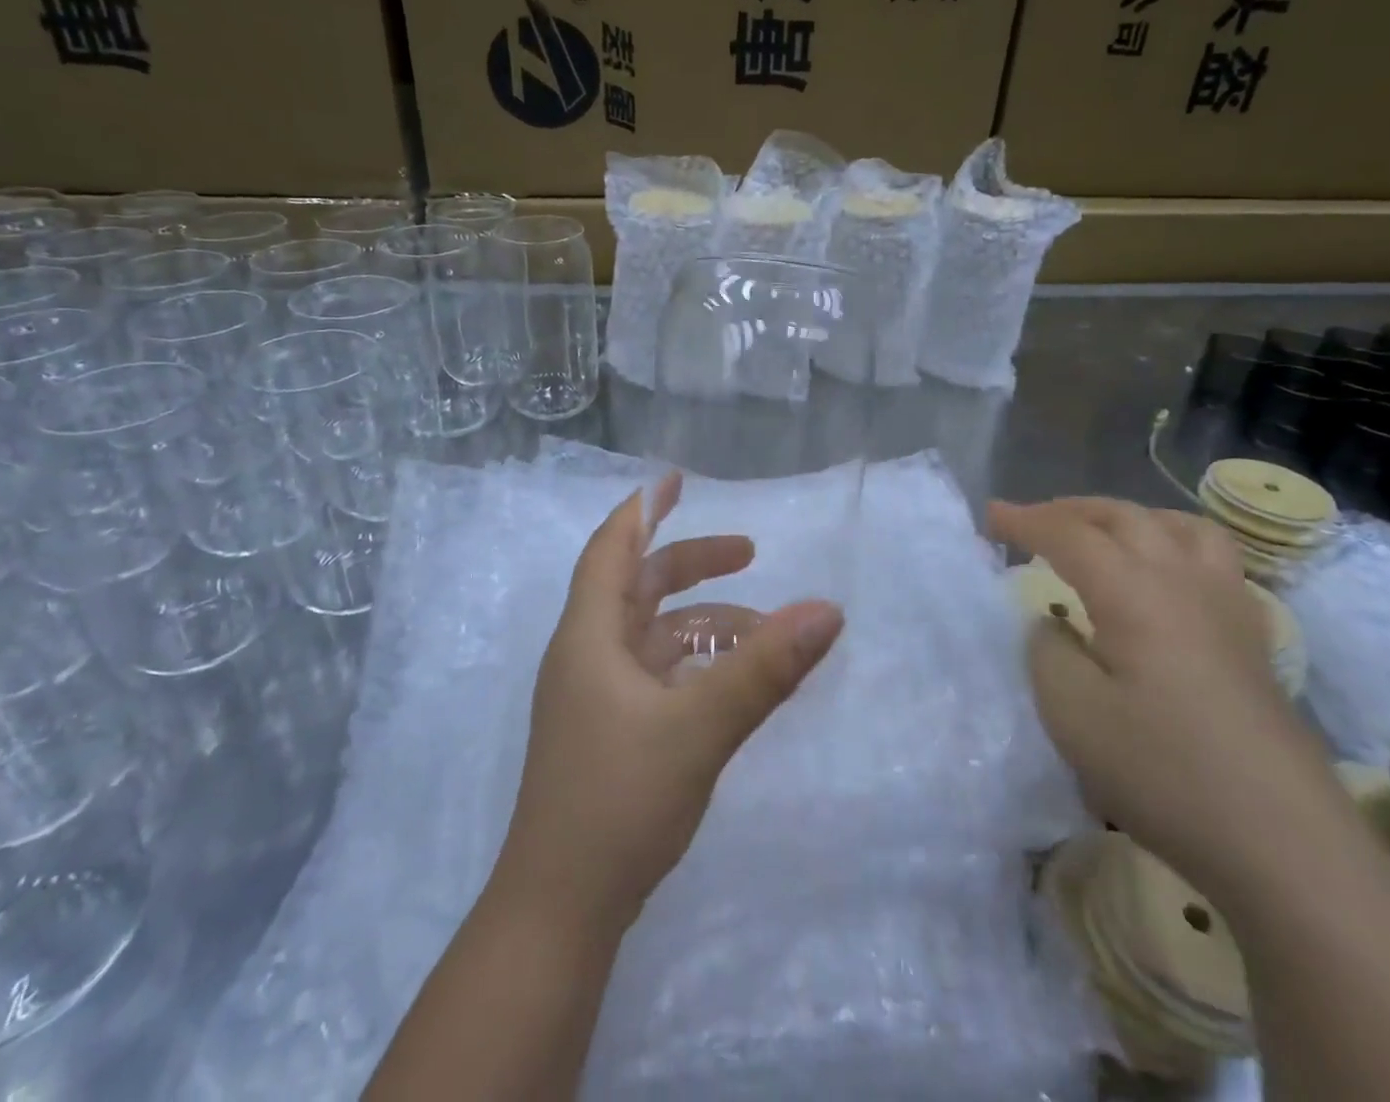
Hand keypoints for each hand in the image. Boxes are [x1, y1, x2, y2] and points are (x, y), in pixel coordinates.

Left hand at [493, 474, 844, 935]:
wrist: (560, 911)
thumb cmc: (617, 801)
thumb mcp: (699, 727)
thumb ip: (764, 669)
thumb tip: (828, 610)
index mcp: (589, 636)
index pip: (612, 548)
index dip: (642, 508)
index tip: (676, 478)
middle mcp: (587, 655)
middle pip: (639, 586)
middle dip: (692, 563)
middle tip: (749, 554)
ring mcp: (596, 697)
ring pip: (654, 635)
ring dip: (704, 624)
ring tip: (764, 633)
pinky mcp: (610, 732)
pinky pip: (658, 674)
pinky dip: (696, 664)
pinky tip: (734, 682)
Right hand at [990, 497, 1344, 902]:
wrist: (1286, 845)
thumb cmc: (1165, 774)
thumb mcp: (1073, 715)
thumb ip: (1047, 652)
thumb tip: (1052, 623)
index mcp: (1135, 593)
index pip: (1070, 535)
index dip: (1025, 521)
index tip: (989, 516)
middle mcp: (1184, 582)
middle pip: (1124, 517)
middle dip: (1070, 510)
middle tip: (1032, 522)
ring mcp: (1227, 607)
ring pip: (1178, 526)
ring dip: (1128, 517)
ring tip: (1100, 534)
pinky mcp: (1251, 638)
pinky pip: (1212, 557)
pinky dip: (1172, 542)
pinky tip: (1162, 576)